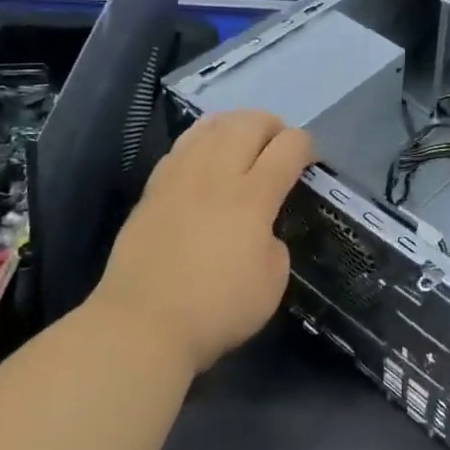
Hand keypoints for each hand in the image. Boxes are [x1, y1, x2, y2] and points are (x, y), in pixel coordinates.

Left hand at [96, 110, 312, 372]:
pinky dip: (203, 138)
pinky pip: (182, 145)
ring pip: (212, 126)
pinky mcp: (153, 189)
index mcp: (253, 197)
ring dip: (236, 124)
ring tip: (244, 140)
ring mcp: (180, 178)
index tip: (309, 163)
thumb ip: (275, 242)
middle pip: (250, 123)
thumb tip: (262, 228)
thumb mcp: (272, 281)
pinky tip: (206, 152)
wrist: (141, 326)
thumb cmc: (216, 309)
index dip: (306, 146)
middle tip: (279, 146)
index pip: (289, 146)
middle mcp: (217, 176)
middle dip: (273, 126)